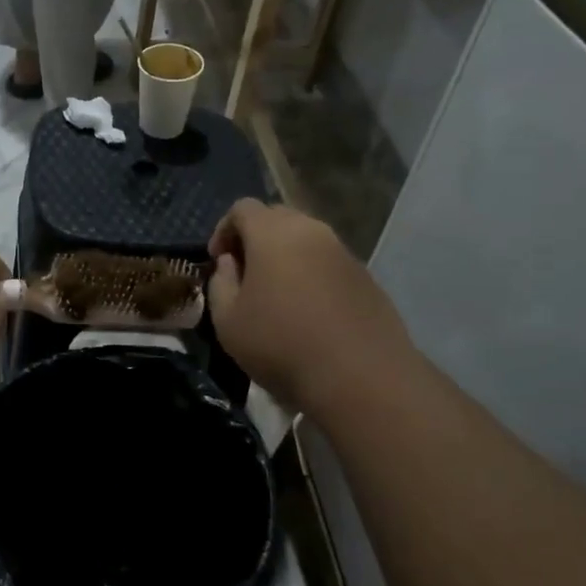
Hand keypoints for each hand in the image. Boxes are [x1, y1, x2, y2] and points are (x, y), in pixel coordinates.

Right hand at [207, 199, 414, 410]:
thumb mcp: (227, 321)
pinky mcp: (367, 277)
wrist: (361, 378)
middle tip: (243, 274)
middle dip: (255, 238)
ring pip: (306, 239)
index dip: (223, 229)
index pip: (243, 208)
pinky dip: (311, 274)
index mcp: (274, 233)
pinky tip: (307, 311)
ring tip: (275, 295)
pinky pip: (328, 263)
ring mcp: (344, 253)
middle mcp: (312, 231)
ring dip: (285, 257)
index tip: (218, 261)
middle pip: (277, 217)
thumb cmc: (281, 345)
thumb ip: (221, 283)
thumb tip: (231, 264)